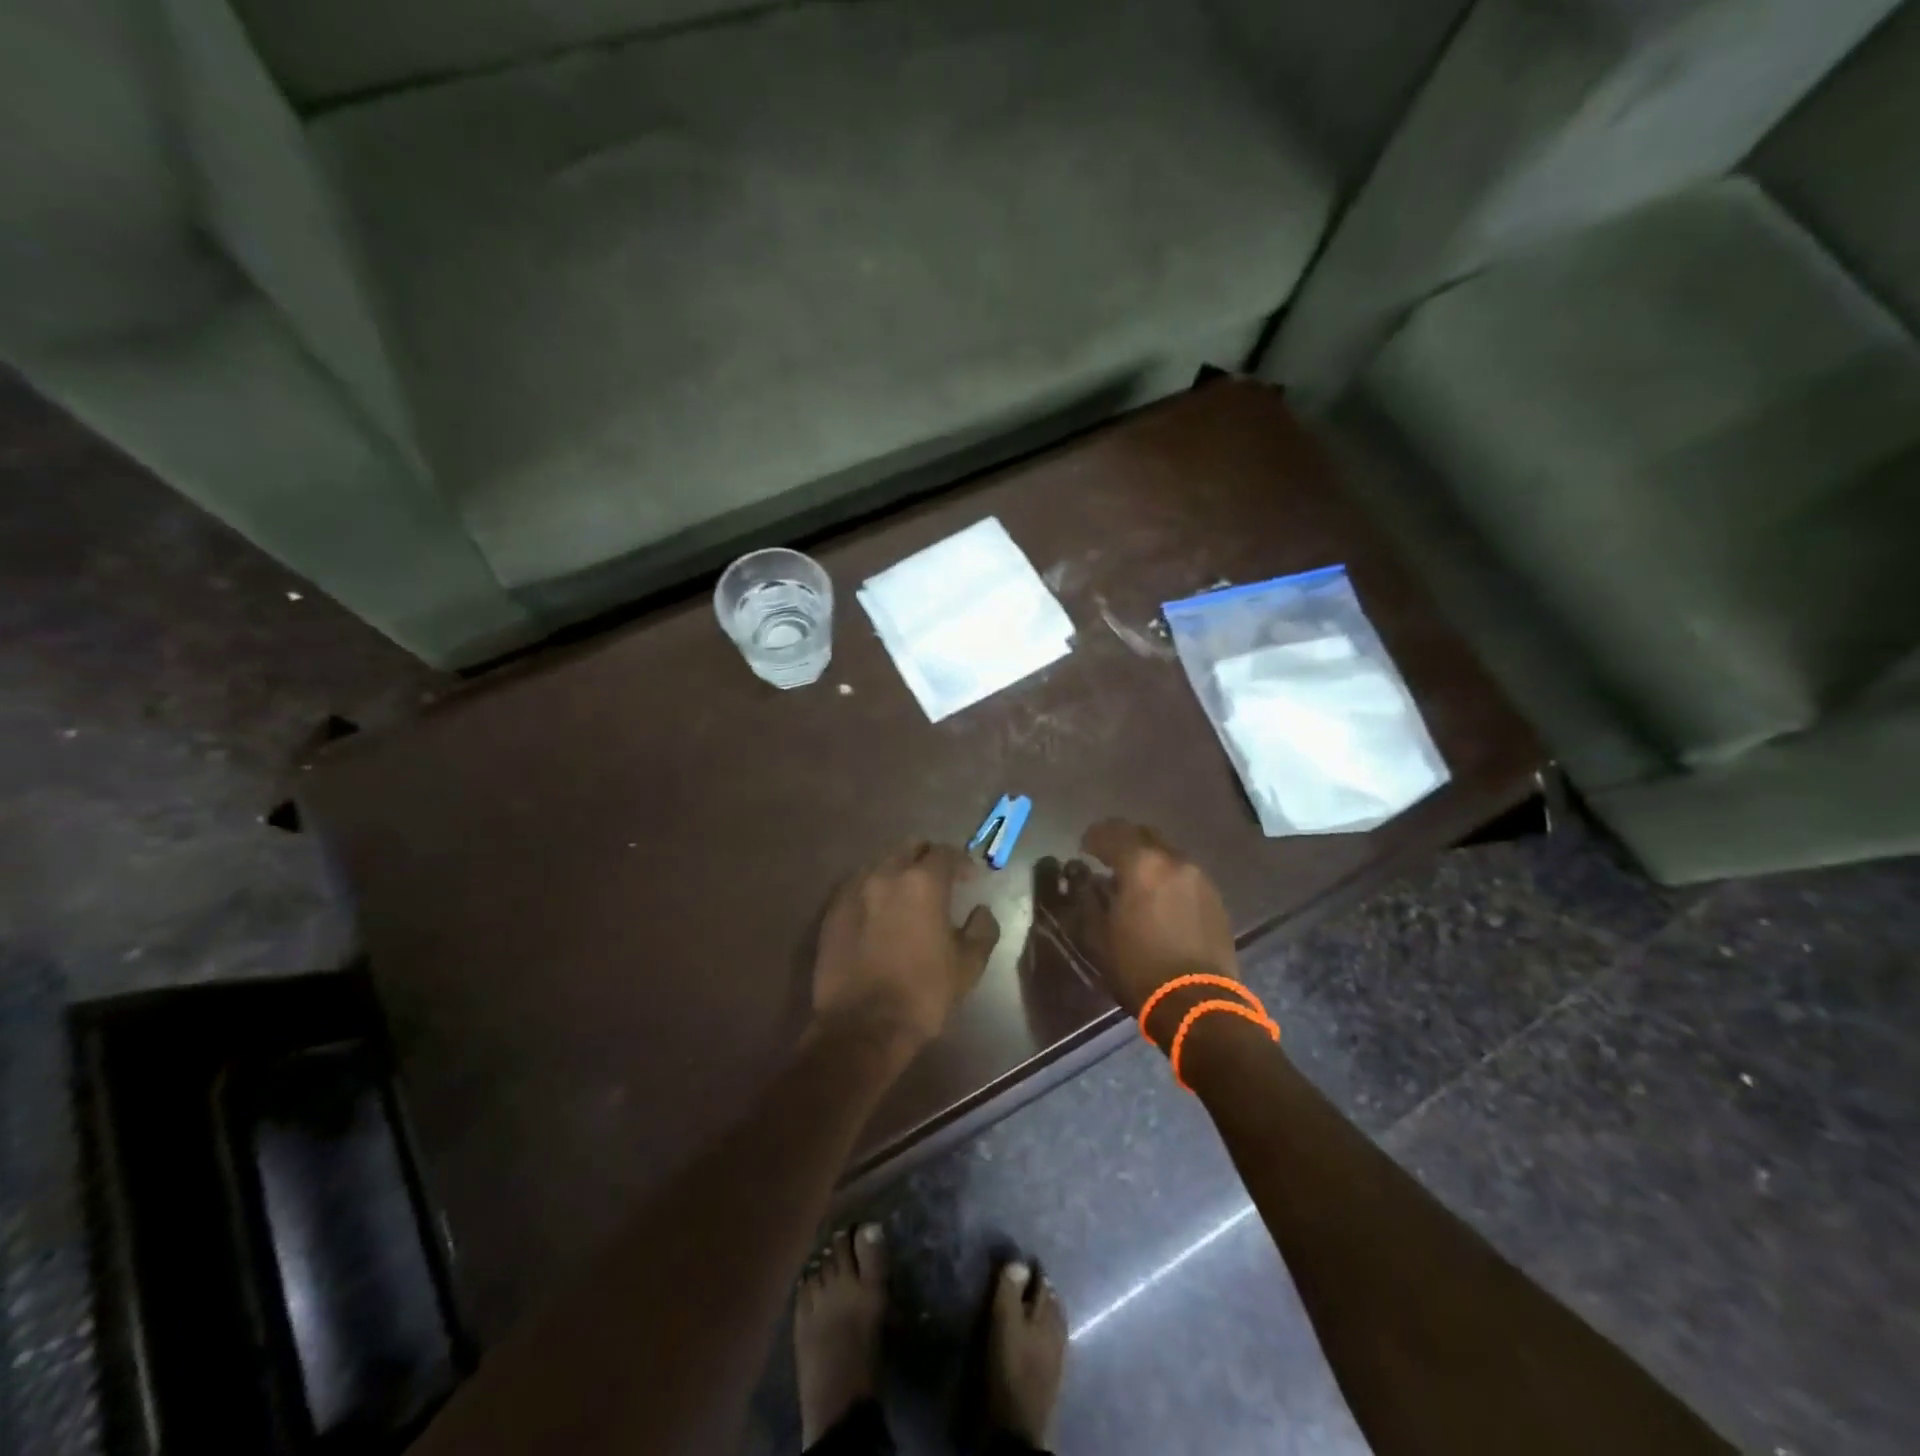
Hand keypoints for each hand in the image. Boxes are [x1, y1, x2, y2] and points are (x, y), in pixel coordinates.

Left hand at [813, 841, 1000, 1049]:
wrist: (863, 1027)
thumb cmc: (924, 993)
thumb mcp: (969, 965)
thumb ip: (982, 929)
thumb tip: (981, 911)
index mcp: (923, 883)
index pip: (945, 853)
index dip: (961, 862)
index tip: (969, 878)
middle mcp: (885, 875)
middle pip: (909, 848)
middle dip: (927, 858)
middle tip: (939, 879)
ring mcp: (853, 891)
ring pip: (881, 864)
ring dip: (898, 872)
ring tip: (907, 895)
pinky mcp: (832, 911)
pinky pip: (857, 886)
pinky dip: (873, 891)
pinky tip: (879, 912)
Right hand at [1078, 820, 1240, 1037]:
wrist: (1197, 1002)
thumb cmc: (1139, 968)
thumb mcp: (1099, 935)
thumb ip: (1091, 899)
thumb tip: (1089, 880)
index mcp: (1142, 865)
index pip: (1112, 833)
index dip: (1093, 837)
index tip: (1083, 848)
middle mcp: (1173, 860)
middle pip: (1144, 834)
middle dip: (1123, 840)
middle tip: (1107, 855)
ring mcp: (1199, 877)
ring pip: (1167, 853)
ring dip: (1148, 859)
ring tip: (1134, 879)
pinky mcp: (1215, 897)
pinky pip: (1184, 874)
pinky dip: (1167, 876)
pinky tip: (1159, 897)